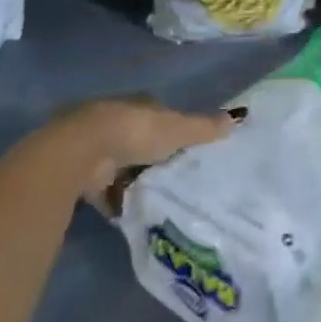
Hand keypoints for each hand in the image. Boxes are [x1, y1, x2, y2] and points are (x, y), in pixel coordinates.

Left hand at [50, 96, 240, 208]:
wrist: (83, 152)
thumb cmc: (136, 132)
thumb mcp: (177, 129)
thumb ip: (204, 128)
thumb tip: (237, 118)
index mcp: (141, 106)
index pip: (162, 115)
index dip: (175, 130)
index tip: (189, 150)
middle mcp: (118, 121)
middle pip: (142, 141)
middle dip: (155, 158)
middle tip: (177, 179)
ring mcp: (99, 148)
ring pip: (123, 165)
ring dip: (135, 180)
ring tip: (159, 201)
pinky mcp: (84, 174)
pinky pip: (106, 190)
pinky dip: (117, 201)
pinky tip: (133, 215)